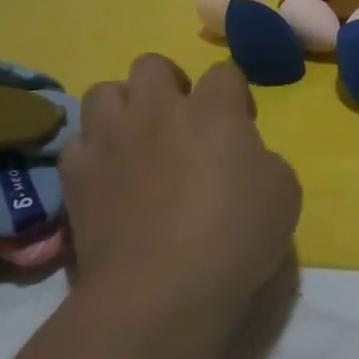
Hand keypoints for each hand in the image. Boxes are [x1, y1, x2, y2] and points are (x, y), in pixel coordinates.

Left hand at [62, 55, 300, 323]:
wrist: (160, 293)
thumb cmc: (234, 238)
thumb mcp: (282, 192)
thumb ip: (261, 158)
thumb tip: (243, 157)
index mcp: (213, 110)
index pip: (224, 72)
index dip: (234, 93)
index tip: (241, 123)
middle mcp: (158, 111)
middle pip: (152, 64)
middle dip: (168, 83)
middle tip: (181, 120)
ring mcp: (111, 140)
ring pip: (104, 91)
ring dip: (122, 108)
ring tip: (136, 139)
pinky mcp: (76, 176)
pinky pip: (77, 144)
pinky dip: (92, 153)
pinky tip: (107, 176)